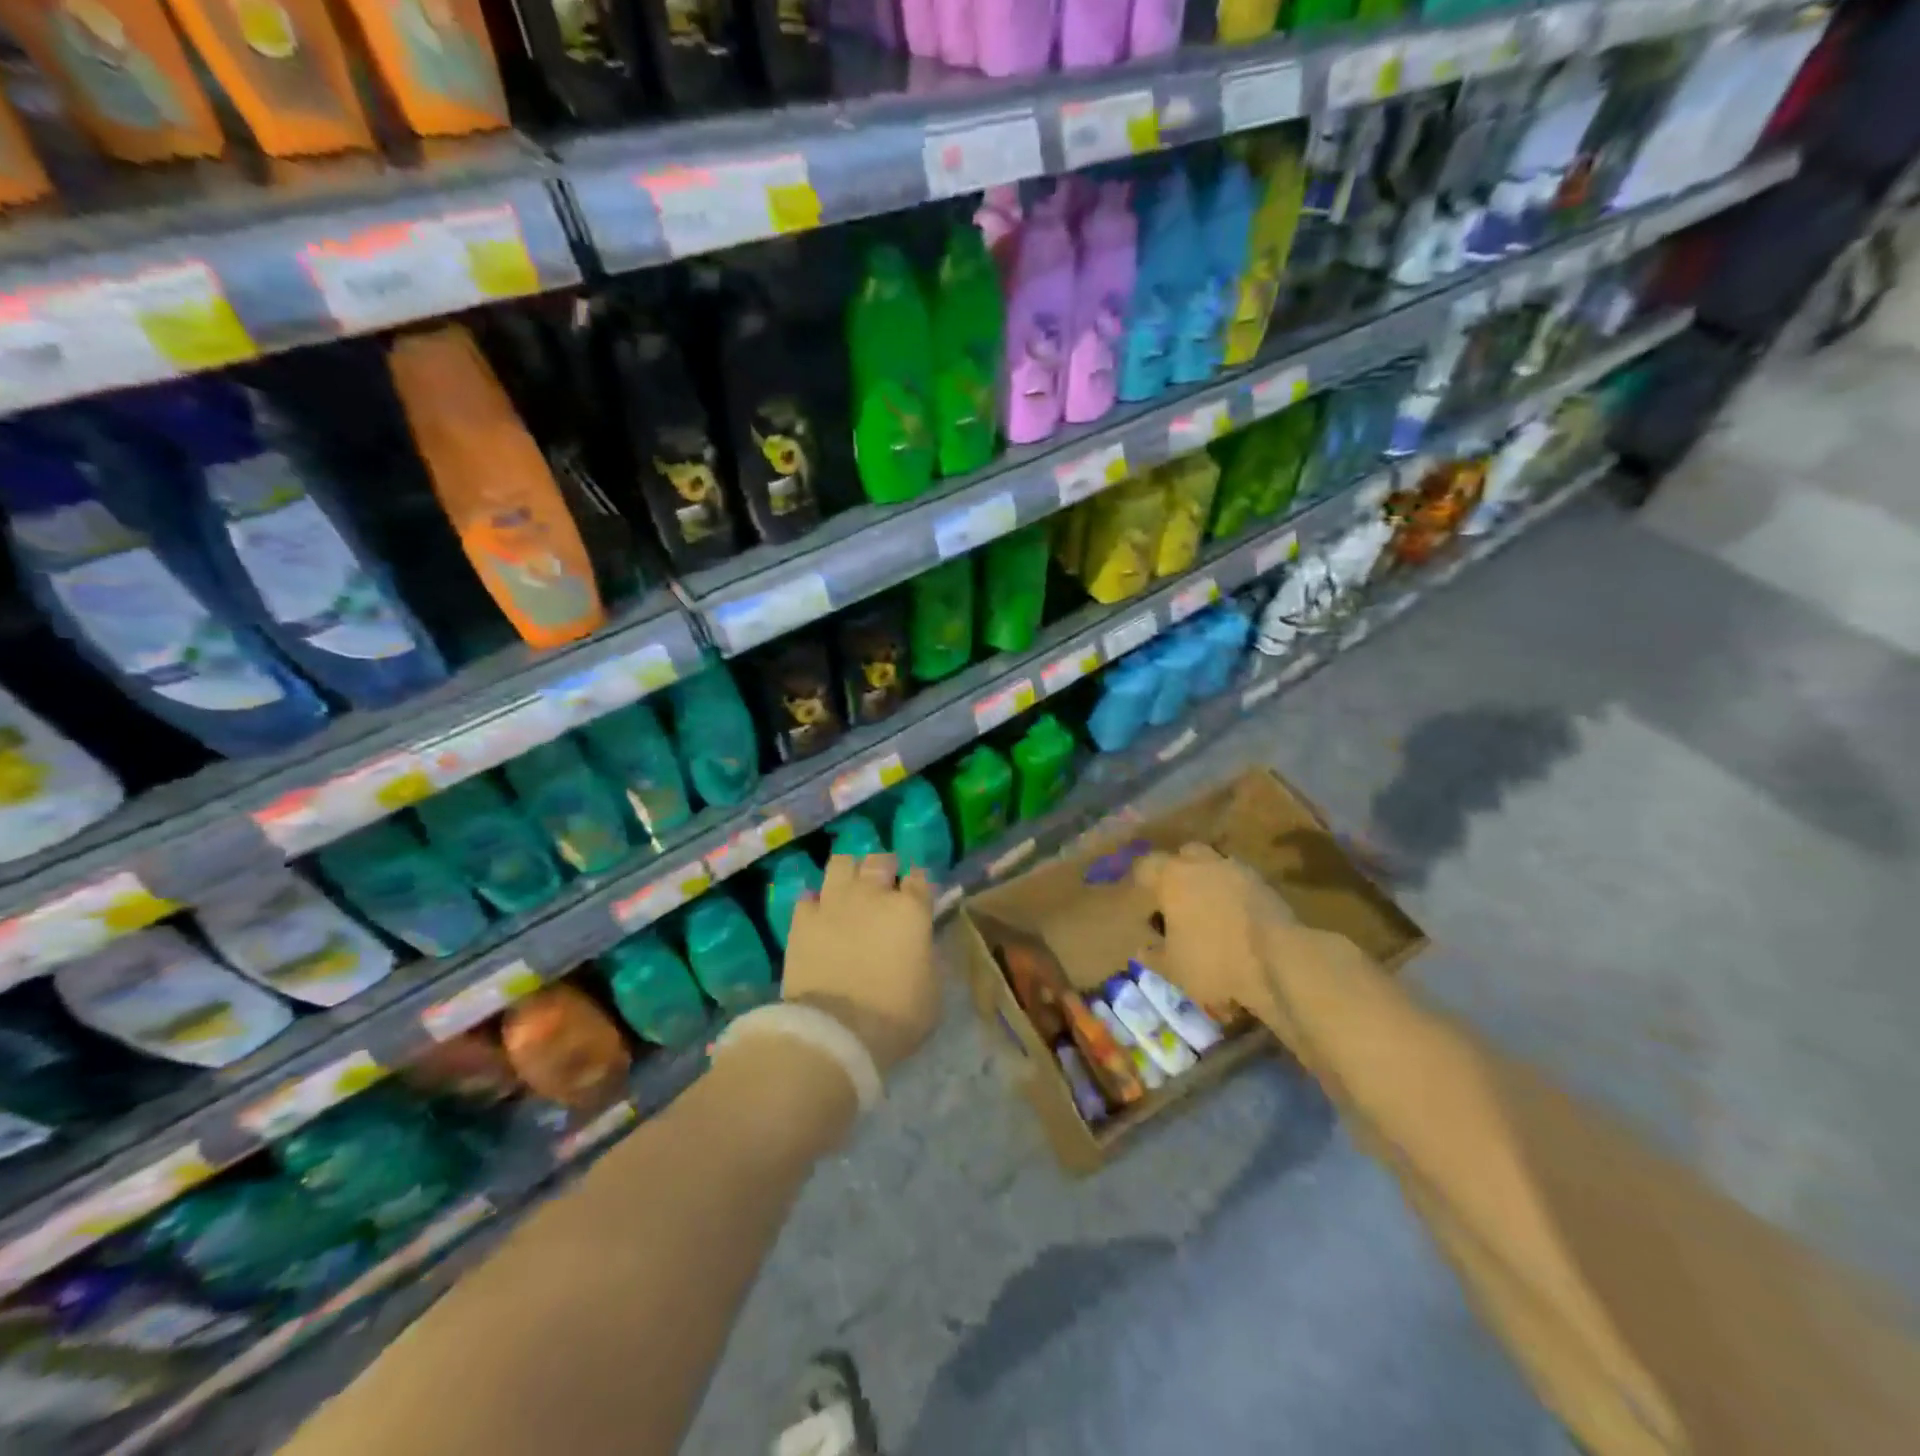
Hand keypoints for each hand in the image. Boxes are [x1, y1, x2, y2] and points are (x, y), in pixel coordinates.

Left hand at [782, 854, 937, 1073]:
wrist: (837, 1032)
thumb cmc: (896, 1016)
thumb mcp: (933, 991)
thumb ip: (928, 957)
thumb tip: (922, 946)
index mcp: (911, 910)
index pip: (919, 878)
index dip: (918, 883)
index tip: (916, 894)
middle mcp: (873, 895)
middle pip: (880, 861)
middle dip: (885, 868)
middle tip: (884, 886)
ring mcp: (834, 903)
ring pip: (841, 863)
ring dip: (849, 872)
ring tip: (850, 888)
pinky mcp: (802, 920)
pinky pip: (808, 898)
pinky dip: (816, 904)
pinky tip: (819, 917)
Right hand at [1131, 843, 1373, 1014]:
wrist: (1282, 961)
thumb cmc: (1215, 961)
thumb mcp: (1173, 968)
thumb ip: (1154, 955)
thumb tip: (1144, 947)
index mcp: (1172, 876)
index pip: (1146, 866)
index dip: (1141, 882)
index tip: (1143, 902)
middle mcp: (1204, 863)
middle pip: (1185, 855)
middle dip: (1180, 872)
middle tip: (1178, 902)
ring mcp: (1239, 870)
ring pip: (1216, 866)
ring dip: (1210, 882)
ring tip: (1210, 913)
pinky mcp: (1267, 885)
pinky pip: (1241, 884)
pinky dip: (1235, 896)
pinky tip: (1237, 922)